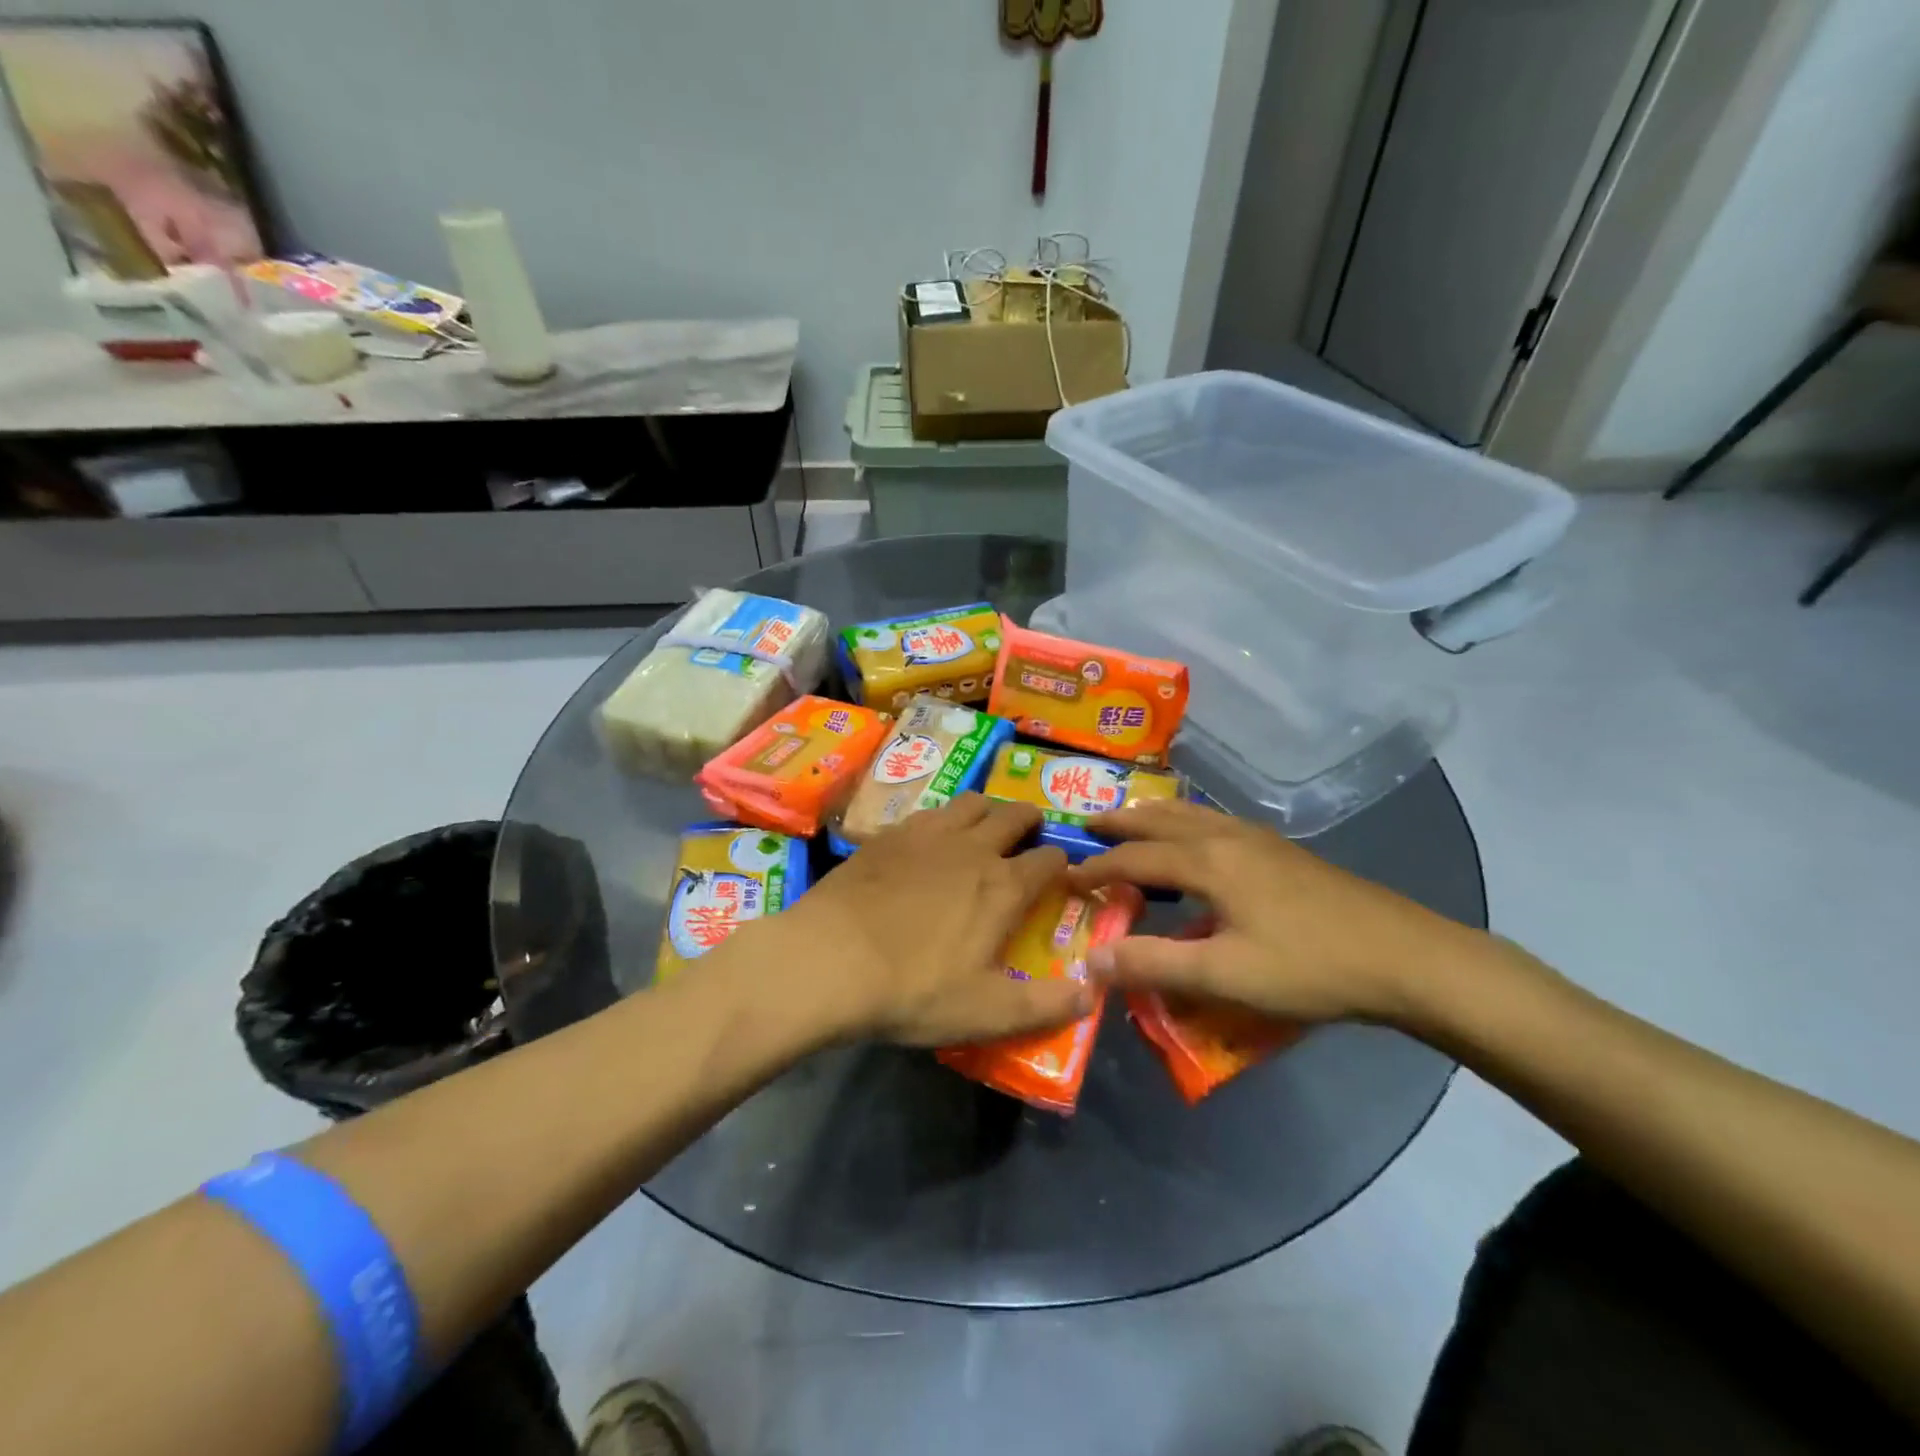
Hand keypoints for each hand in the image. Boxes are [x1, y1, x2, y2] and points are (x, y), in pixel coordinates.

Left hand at [777, 795, 1088, 1046]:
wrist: (828, 959)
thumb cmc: (913, 989)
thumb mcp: (986, 1012)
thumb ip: (1045, 1005)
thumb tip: (1093, 992)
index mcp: (1003, 886)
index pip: (1050, 860)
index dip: (1062, 865)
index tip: (1060, 877)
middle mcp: (972, 847)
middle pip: (1014, 814)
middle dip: (1030, 821)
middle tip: (1027, 839)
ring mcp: (927, 834)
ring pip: (971, 802)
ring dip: (987, 811)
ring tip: (982, 831)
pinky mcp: (888, 834)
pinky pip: (928, 812)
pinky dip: (942, 820)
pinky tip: (929, 841)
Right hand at [1068, 799, 1475, 1025]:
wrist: (1406, 956)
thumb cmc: (1310, 966)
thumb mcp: (1225, 976)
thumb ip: (1154, 964)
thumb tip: (1090, 959)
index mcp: (1207, 861)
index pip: (1133, 858)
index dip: (1094, 867)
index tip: (1062, 877)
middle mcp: (1226, 836)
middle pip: (1159, 819)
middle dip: (1118, 822)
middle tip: (1085, 825)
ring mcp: (1257, 838)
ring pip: (1189, 814)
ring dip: (1150, 816)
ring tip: (1128, 822)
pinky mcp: (1280, 850)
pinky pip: (1212, 821)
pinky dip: (1183, 822)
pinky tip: (1193, 840)